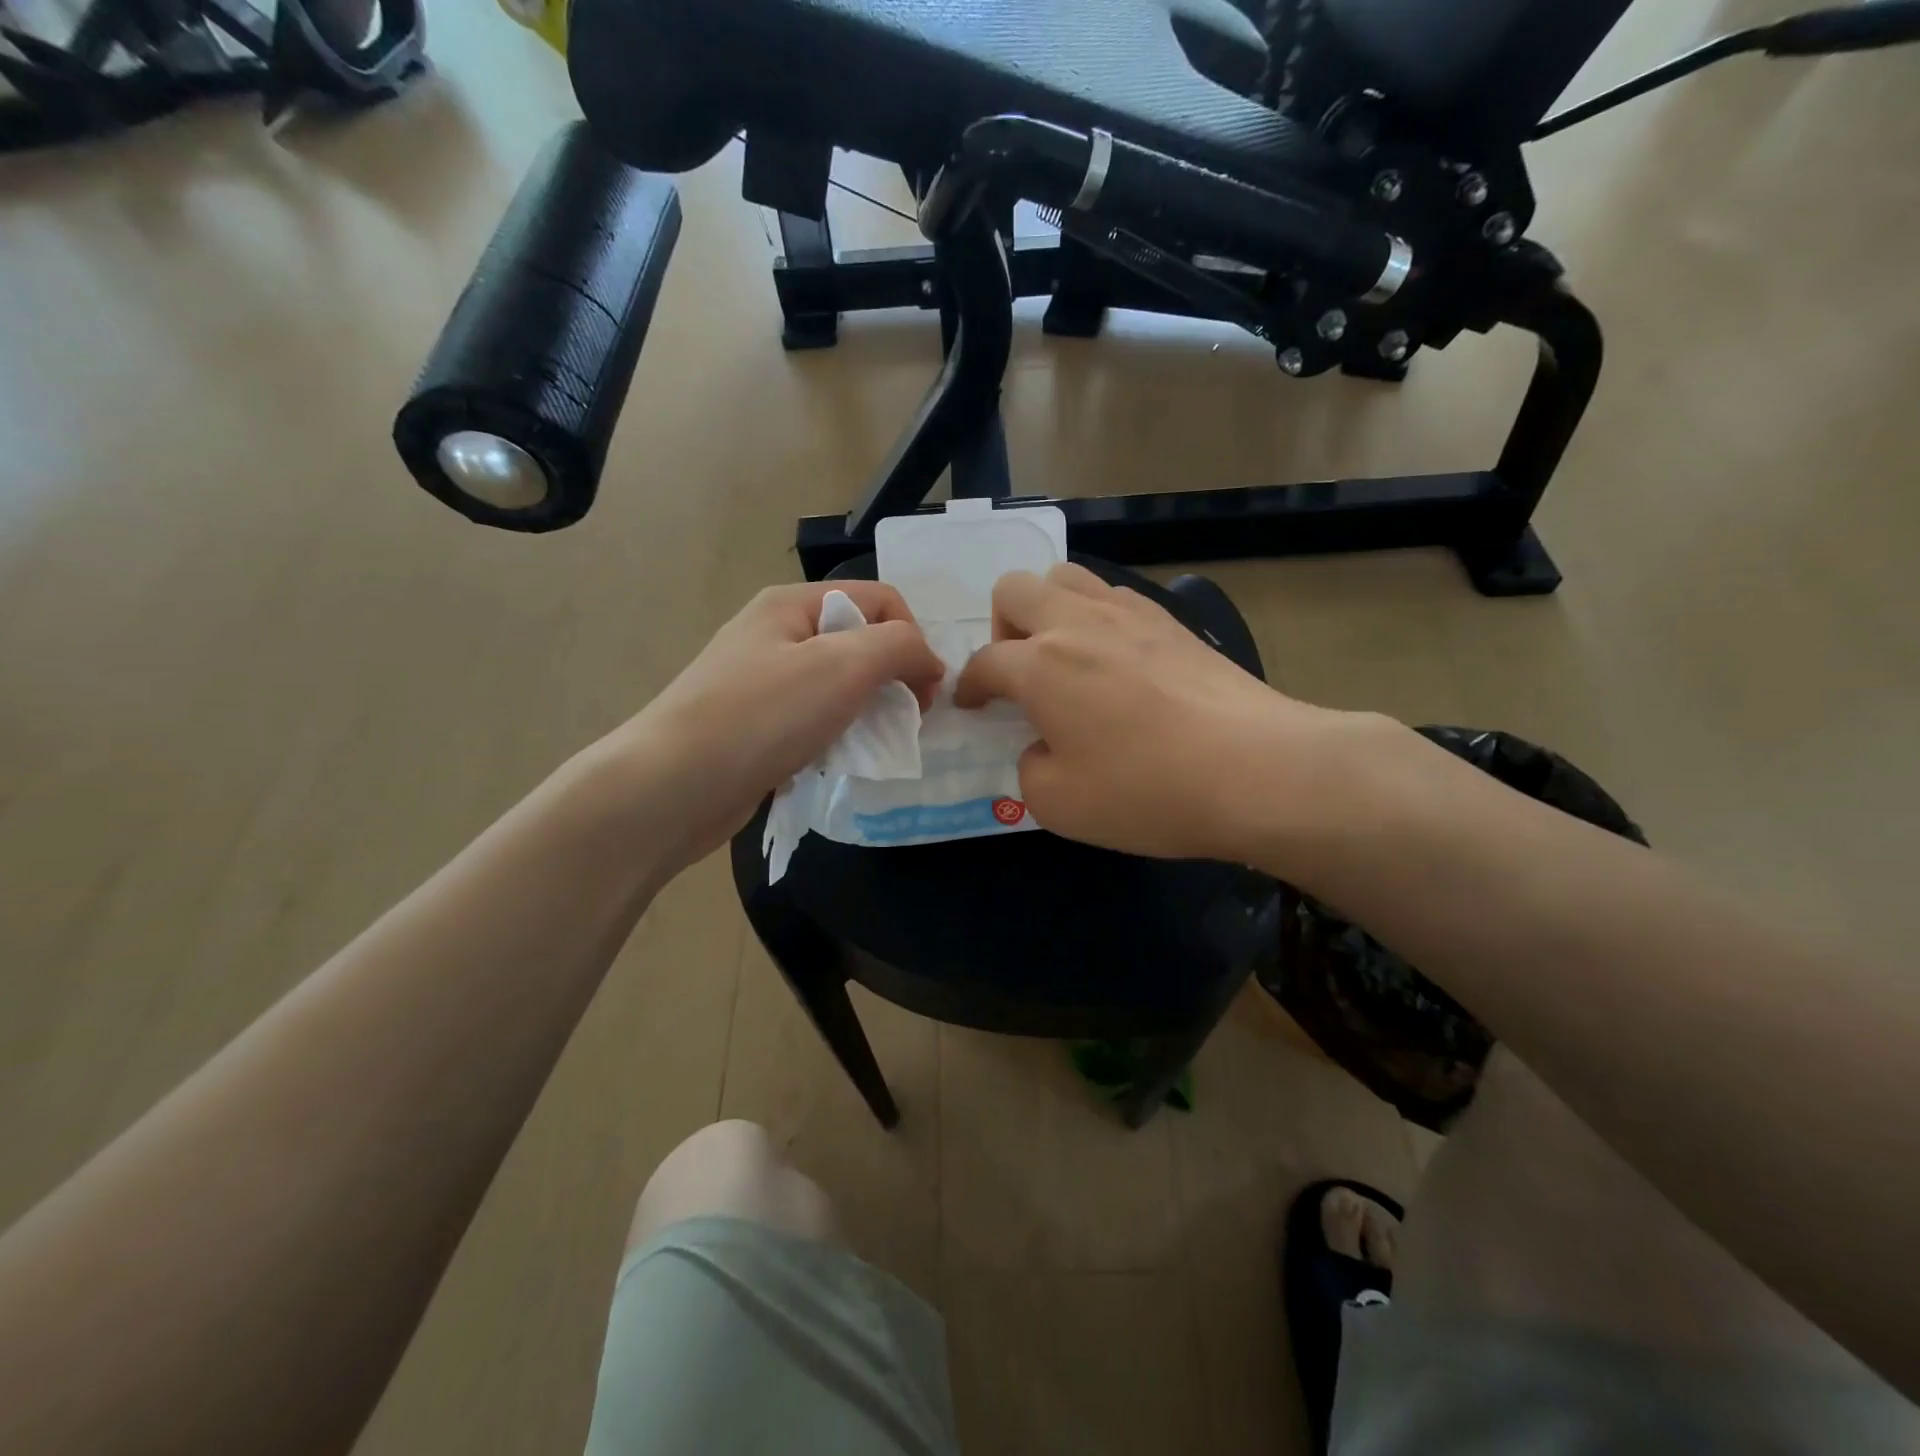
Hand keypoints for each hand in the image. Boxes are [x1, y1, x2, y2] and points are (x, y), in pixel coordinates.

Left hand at [605, 582, 944, 865]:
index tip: (925, 692)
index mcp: (791, 604)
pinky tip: (836, 761)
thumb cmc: (762, 716)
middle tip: (905, 722)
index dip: (912, 638)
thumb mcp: (844, 666)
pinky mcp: (755, 726)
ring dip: (867, 712)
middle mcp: (775, 634)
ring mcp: (761, 682)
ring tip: (872, 745)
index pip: (879, 599)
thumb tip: (929, 660)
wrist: (672, 787)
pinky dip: (836, 737)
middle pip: (859, 642)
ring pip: (839, 686)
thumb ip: (899, 647)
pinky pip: (814, 720)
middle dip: (892, 678)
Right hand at [954, 564, 1368, 861]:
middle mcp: (1077, 624)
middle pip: (1014, 589)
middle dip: (1001, 627)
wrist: (1256, 769)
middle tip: (1019, 672)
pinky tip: (1115, 659)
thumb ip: (1029, 769)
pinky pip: (1115, 595)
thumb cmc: (1147, 791)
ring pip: (1066, 577)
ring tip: (1064, 655)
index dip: (968, 686)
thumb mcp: (1059, 805)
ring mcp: (1129, 614)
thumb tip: (1041, 746)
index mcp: (1040, 665)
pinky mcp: (1171, 620)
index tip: (971, 706)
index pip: (984, 662)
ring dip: (1048, 609)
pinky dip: (1096, 616)